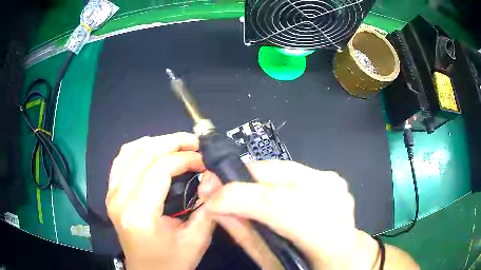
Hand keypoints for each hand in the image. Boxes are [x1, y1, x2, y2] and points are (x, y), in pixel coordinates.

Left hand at [106, 133, 214, 269]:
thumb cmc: (172, 262)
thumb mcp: (196, 240)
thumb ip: (208, 208)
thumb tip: (213, 178)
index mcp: (139, 214)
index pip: (160, 170)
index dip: (185, 158)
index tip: (204, 160)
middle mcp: (119, 199)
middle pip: (144, 154)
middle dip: (172, 142)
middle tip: (194, 142)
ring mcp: (111, 194)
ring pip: (130, 151)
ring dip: (156, 142)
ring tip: (177, 143)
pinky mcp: (111, 193)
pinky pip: (121, 160)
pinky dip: (138, 148)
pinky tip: (153, 149)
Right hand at [200, 160, 375, 269]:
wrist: (345, 253)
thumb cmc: (310, 265)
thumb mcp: (275, 263)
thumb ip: (246, 237)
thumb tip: (217, 209)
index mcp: (329, 235)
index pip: (277, 204)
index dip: (236, 198)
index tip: (209, 201)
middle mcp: (336, 201)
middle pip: (277, 176)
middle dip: (238, 179)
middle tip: (214, 186)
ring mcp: (335, 184)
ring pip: (280, 167)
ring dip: (251, 178)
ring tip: (232, 189)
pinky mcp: (330, 177)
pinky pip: (289, 169)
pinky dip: (268, 178)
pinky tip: (257, 190)